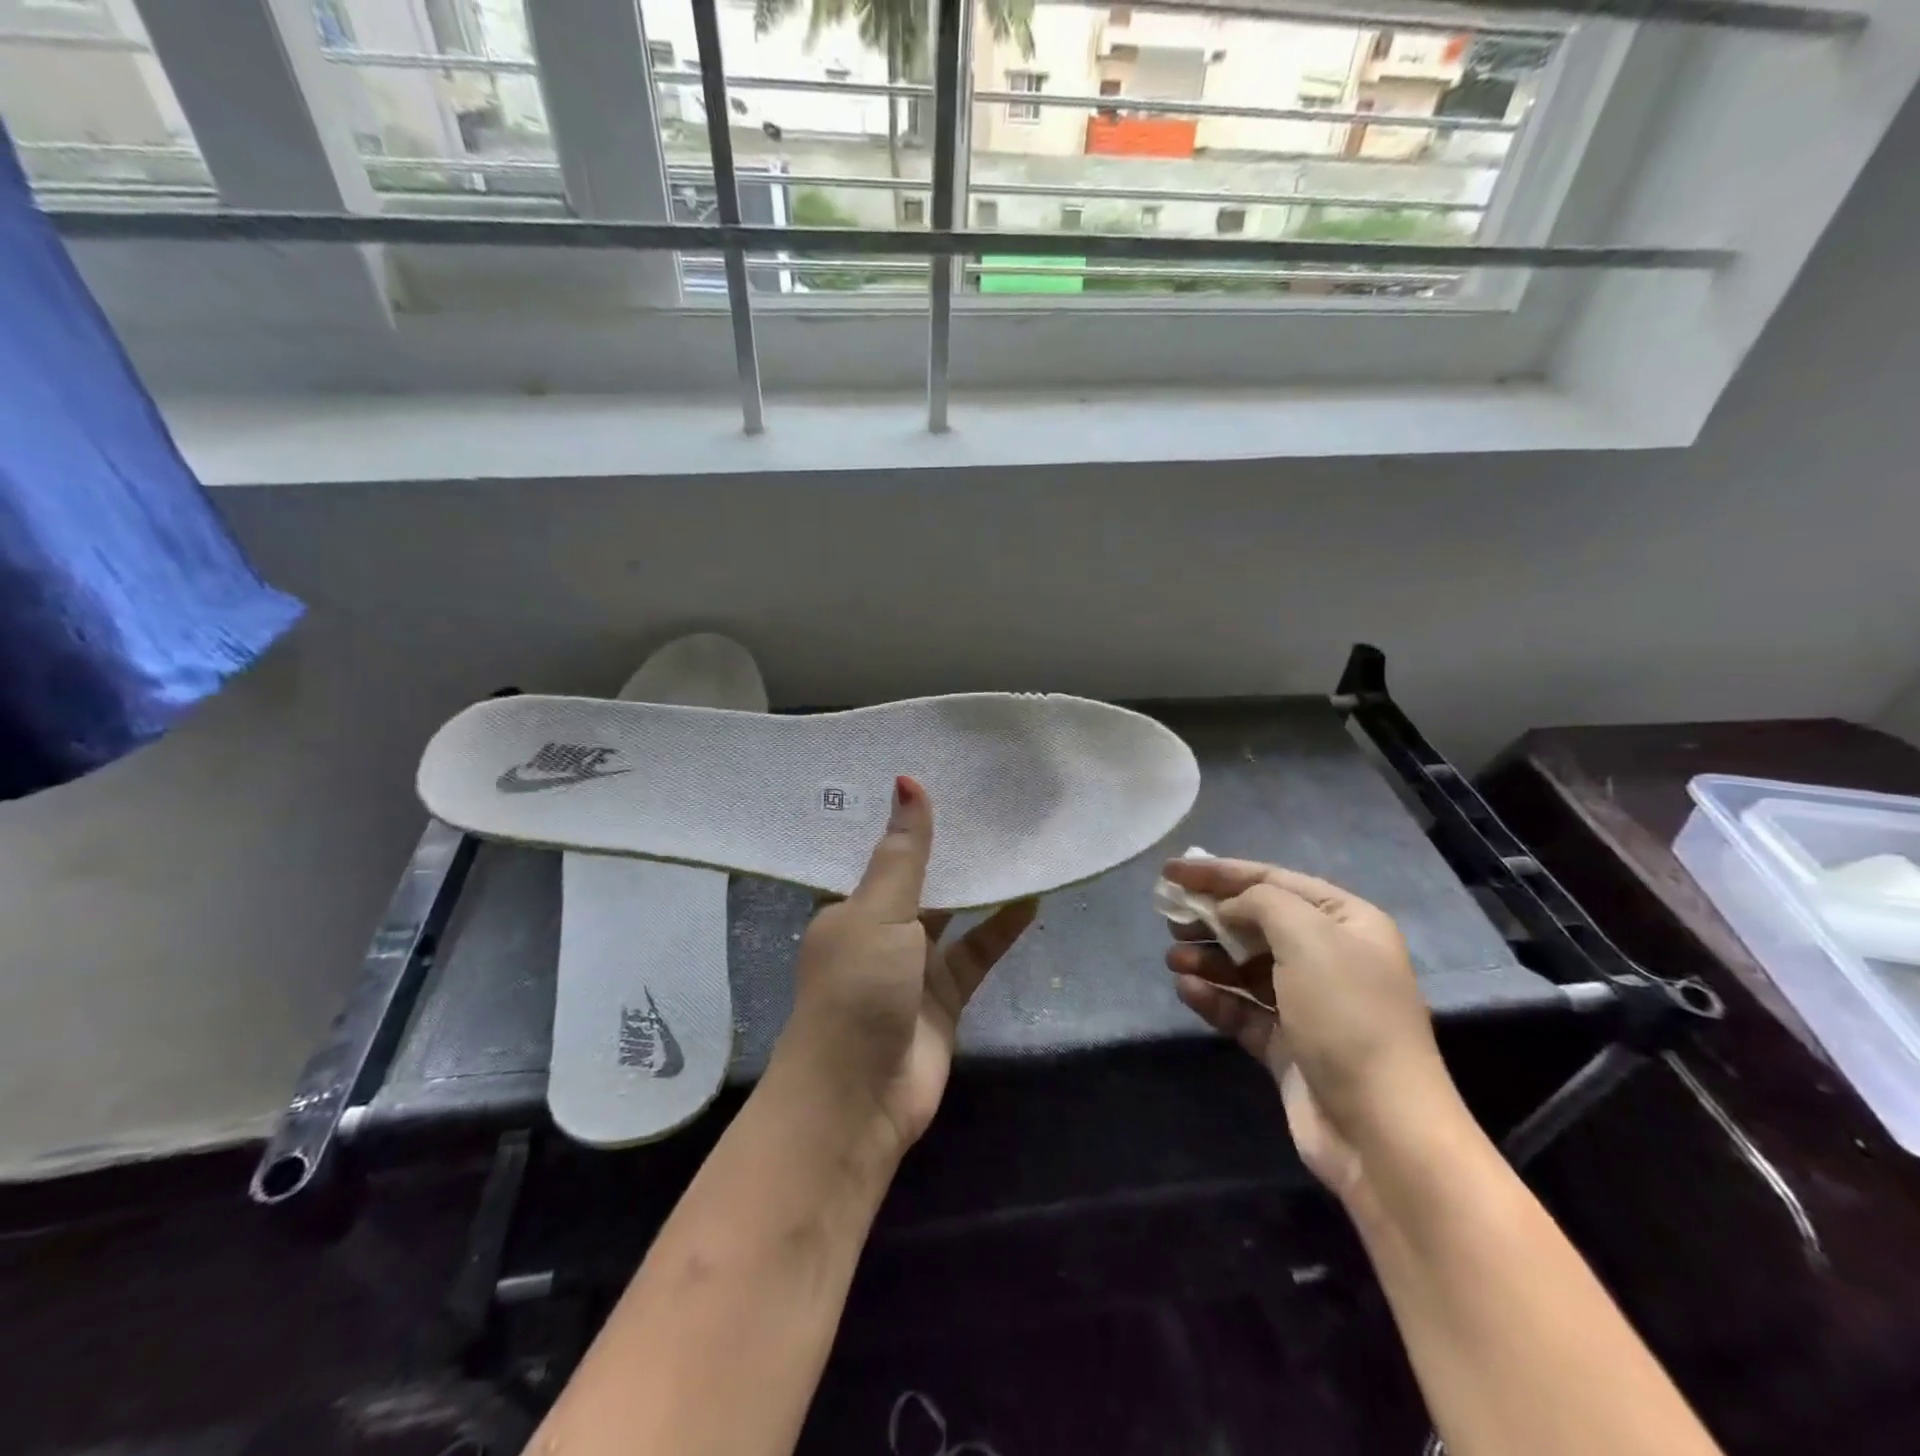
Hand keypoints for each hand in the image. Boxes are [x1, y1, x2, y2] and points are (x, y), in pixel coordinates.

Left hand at [773, 775, 1037, 1155]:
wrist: (858, 1100)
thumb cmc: (857, 990)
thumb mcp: (877, 912)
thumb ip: (903, 852)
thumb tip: (908, 780)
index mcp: (847, 906)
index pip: (872, 850)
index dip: (899, 817)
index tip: (931, 770)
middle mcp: (878, 930)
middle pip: (918, 879)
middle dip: (945, 846)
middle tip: (982, 794)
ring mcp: (913, 965)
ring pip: (952, 913)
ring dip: (978, 884)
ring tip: (1013, 836)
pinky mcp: (945, 996)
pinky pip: (978, 952)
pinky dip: (1001, 928)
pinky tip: (1031, 896)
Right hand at [1162, 858, 1461, 1200]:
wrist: (1381, 1128)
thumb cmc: (1347, 1015)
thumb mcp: (1308, 937)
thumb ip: (1261, 903)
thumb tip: (1228, 908)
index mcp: (1346, 922)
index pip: (1273, 880)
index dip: (1219, 872)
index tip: (1171, 871)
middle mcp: (1330, 957)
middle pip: (1257, 923)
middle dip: (1211, 916)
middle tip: (1170, 917)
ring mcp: (1309, 1004)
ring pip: (1245, 967)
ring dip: (1208, 958)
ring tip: (1173, 958)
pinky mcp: (1288, 1045)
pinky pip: (1243, 1009)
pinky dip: (1214, 997)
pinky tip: (1187, 990)